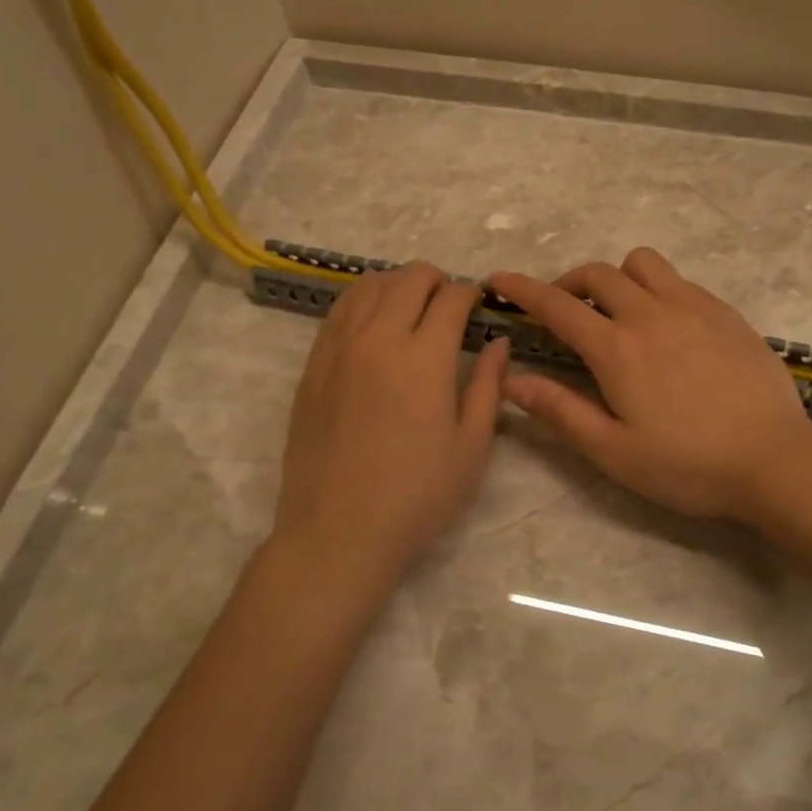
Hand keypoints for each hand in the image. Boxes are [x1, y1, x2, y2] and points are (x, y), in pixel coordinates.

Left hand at [271, 263, 507, 594]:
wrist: (338, 532)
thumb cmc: (417, 495)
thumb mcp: (471, 446)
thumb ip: (488, 385)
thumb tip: (498, 342)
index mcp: (424, 358)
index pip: (451, 298)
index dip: (471, 294)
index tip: (478, 307)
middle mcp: (378, 339)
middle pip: (409, 278)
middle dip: (437, 280)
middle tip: (449, 306)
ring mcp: (338, 348)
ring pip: (369, 285)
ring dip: (398, 285)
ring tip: (412, 309)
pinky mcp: (313, 365)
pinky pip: (339, 310)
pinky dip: (364, 301)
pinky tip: (375, 324)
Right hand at [488, 248, 811, 522]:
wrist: (775, 461)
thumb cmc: (688, 466)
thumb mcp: (614, 452)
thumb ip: (560, 411)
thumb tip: (512, 379)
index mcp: (617, 348)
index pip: (557, 305)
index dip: (522, 288)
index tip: (498, 279)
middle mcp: (652, 314)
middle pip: (598, 274)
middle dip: (569, 283)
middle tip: (564, 311)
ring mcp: (694, 308)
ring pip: (642, 264)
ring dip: (618, 278)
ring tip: (619, 312)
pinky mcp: (726, 313)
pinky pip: (681, 280)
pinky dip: (658, 289)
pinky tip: (668, 325)